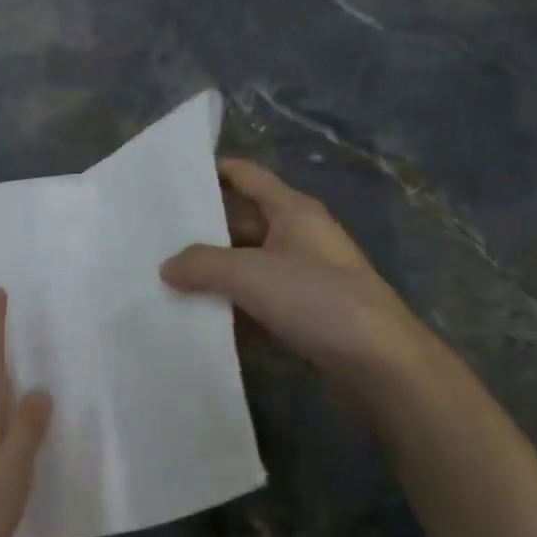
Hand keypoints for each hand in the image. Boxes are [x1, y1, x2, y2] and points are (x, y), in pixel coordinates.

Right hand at [161, 159, 435, 391]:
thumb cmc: (317, 299)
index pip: (248, 176)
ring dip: (213, 274)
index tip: (175, 177)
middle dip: (202, 231)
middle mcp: (299, 238)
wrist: (381, 365)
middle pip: (241, 224)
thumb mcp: (249, 273)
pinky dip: (230, 307)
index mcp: (293, 211)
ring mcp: (303, 279)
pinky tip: (196, 318)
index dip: (215, 171)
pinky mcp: (303, 316)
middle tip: (155, 238)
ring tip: (165, 279)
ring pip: (246, 267)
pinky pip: (256, 303)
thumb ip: (201, 264)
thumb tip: (167, 267)